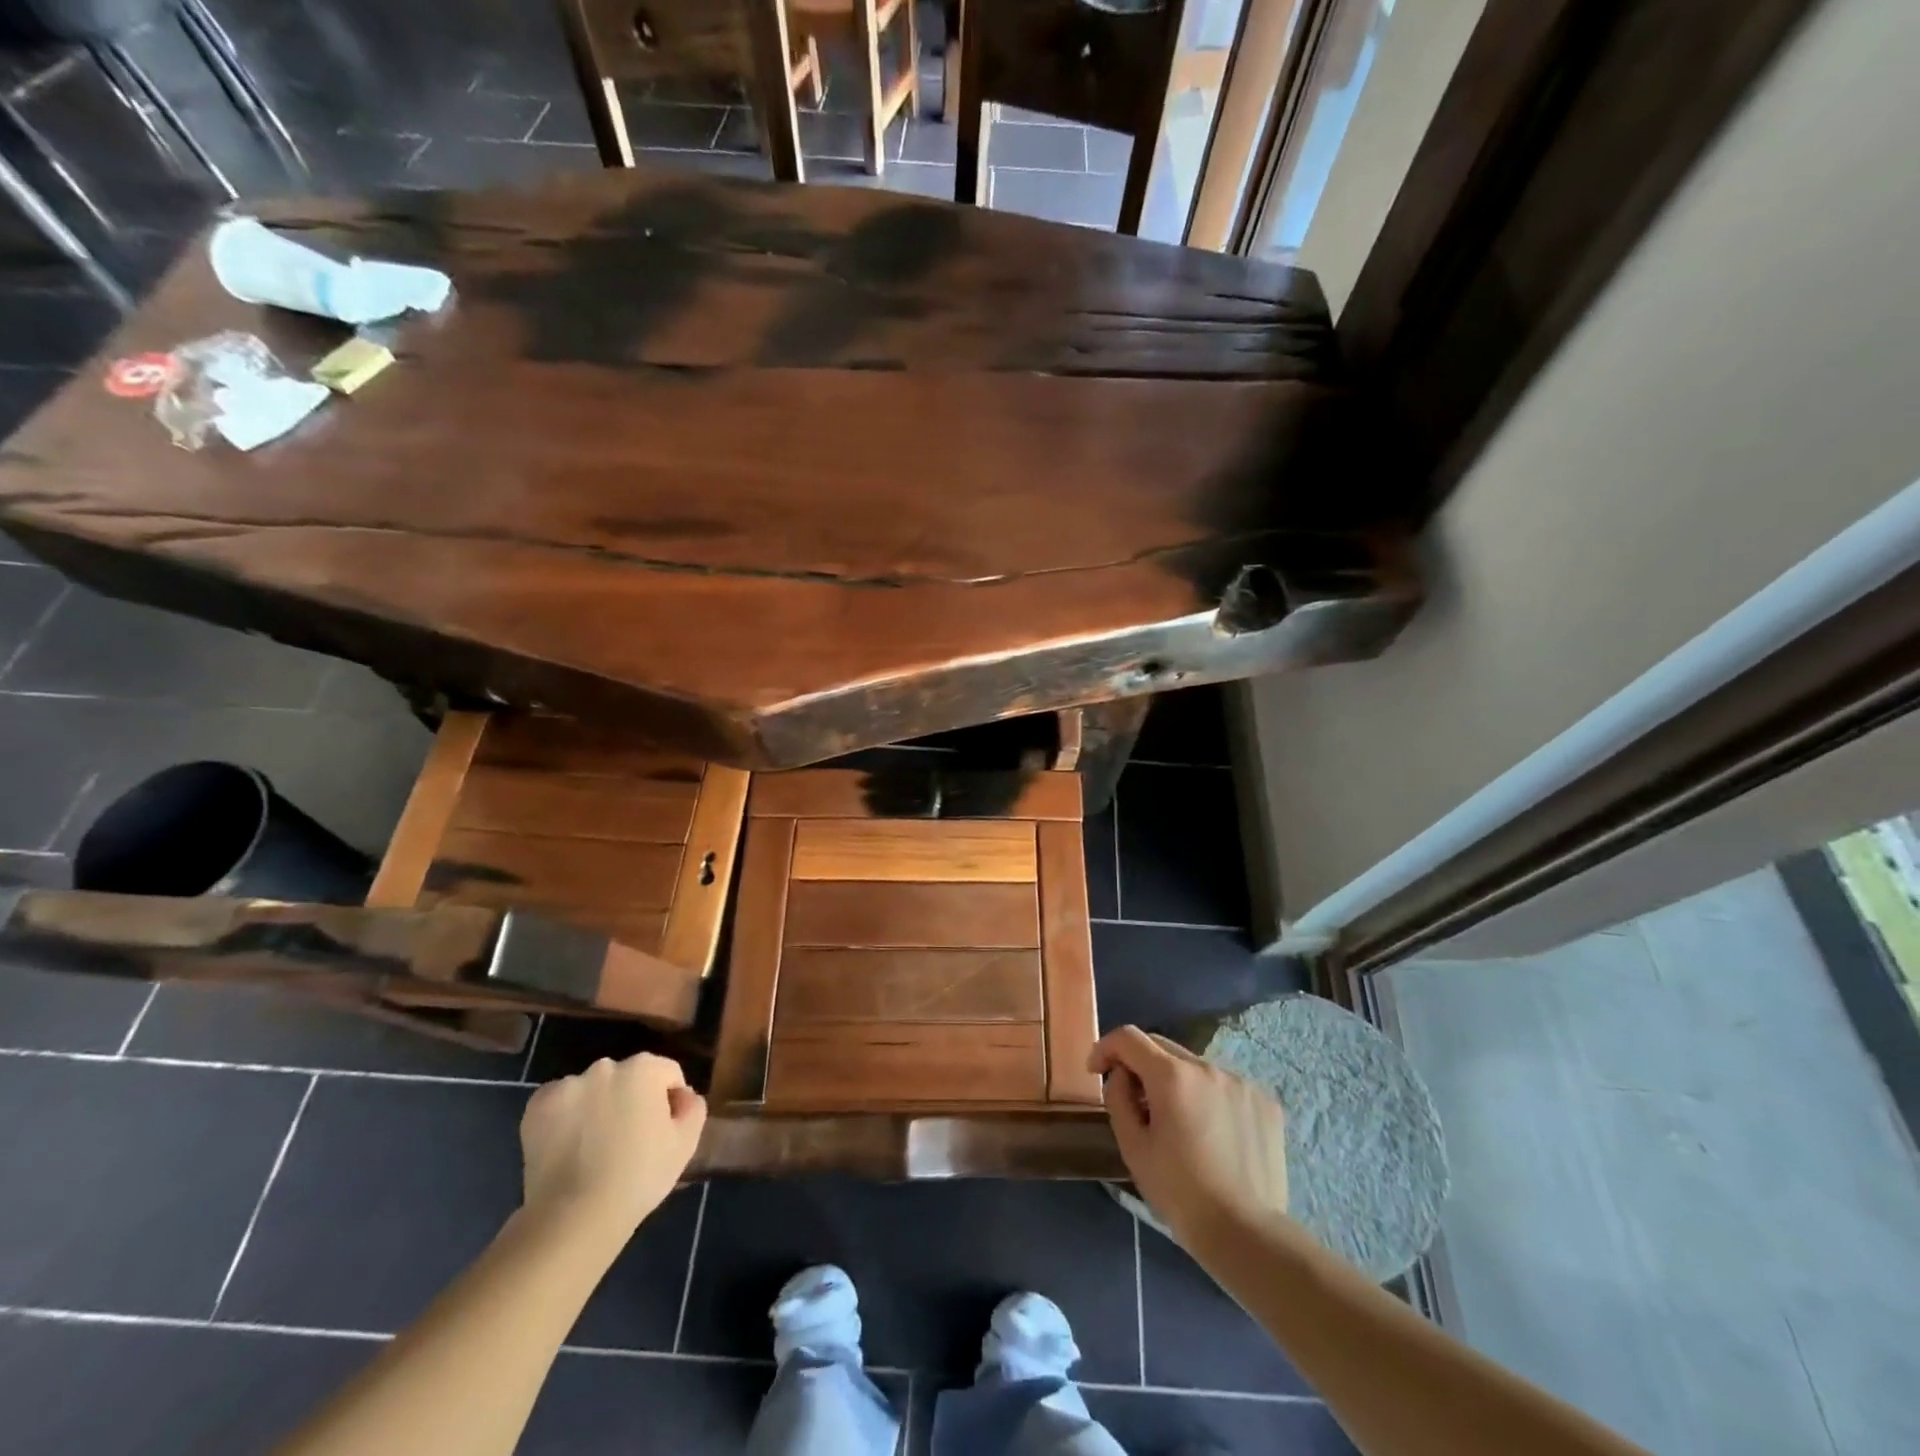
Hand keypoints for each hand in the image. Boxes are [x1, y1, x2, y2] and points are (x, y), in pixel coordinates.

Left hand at [520, 1054, 706, 1242]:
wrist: (574, 1217)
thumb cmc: (639, 1177)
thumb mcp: (686, 1144)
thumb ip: (693, 1107)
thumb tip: (682, 1096)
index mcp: (645, 1068)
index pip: (667, 1074)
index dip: (669, 1101)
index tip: (662, 1131)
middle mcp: (606, 1066)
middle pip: (628, 1077)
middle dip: (632, 1100)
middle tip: (629, 1140)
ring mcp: (568, 1084)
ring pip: (593, 1089)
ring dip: (598, 1106)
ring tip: (595, 1148)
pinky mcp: (538, 1106)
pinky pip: (561, 1102)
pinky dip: (566, 1116)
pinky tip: (570, 1146)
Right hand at [1089, 1025, 1287, 1245]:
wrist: (1246, 1234)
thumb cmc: (1180, 1193)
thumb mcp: (1133, 1148)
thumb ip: (1118, 1098)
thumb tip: (1121, 1075)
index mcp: (1172, 1076)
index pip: (1129, 1038)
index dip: (1106, 1048)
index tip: (1097, 1071)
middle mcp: (1207, 1067)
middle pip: (1162, 1047)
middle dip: (1140, 1064)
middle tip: (1134, 1100)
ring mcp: (1240, 1082)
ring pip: (1194, 1067)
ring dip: (1176, 1082)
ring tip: (1178, 1122)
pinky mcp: (1265, 1101)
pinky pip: (1224, 1085)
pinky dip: (1208, 1097)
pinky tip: (1212, 1133)